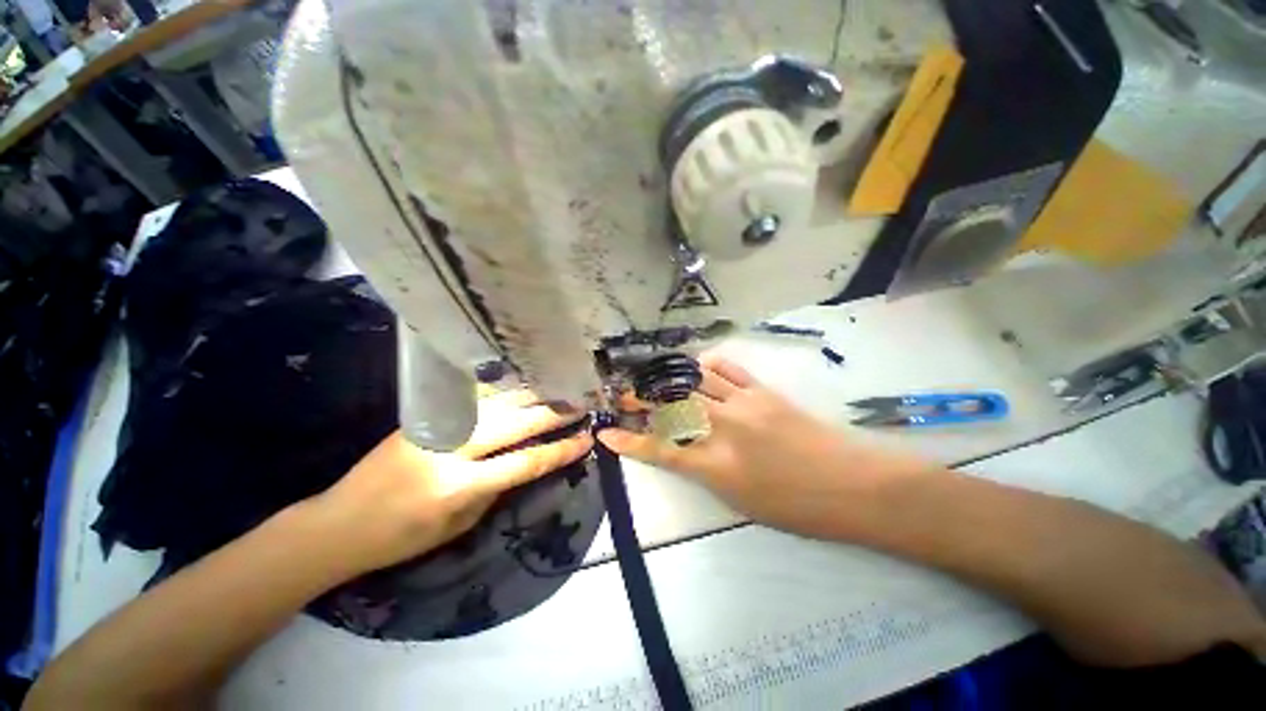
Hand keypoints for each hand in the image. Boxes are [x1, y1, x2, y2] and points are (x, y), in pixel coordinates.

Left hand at [306, 389, 592, 575]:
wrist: (339, 522)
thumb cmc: (402, 537)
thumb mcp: (459, 525)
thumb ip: (496, 489)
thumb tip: (526, 461)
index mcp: (459, 485)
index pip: (526, 462)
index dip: (560, 450)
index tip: (586, 439)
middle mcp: (451, 448)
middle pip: (516, 423)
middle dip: (554, 413)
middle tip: (582, 403)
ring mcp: (436, 425)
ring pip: (497, 402)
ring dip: (533, 394)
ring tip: (560, 388)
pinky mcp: (425, 414)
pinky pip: (475, 399)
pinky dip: (504, 390)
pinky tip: (522, 384)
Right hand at [598, 354, 934, 539]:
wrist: (855, 485)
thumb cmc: (799, 508)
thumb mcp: (742, 502)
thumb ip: (708, 472)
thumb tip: (685, 451)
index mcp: (717, 466)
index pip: (660, 450)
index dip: (630, 441)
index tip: (607, 433)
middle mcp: (723, 429)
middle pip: (672, 407)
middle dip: (643, 399)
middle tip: (626, 394)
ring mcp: (743, 404)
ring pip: (696, 382)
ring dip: (670, 379)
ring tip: (655, 377)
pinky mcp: (763, 391)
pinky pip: (729, 370)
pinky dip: (709, 365)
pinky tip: (700, 365)